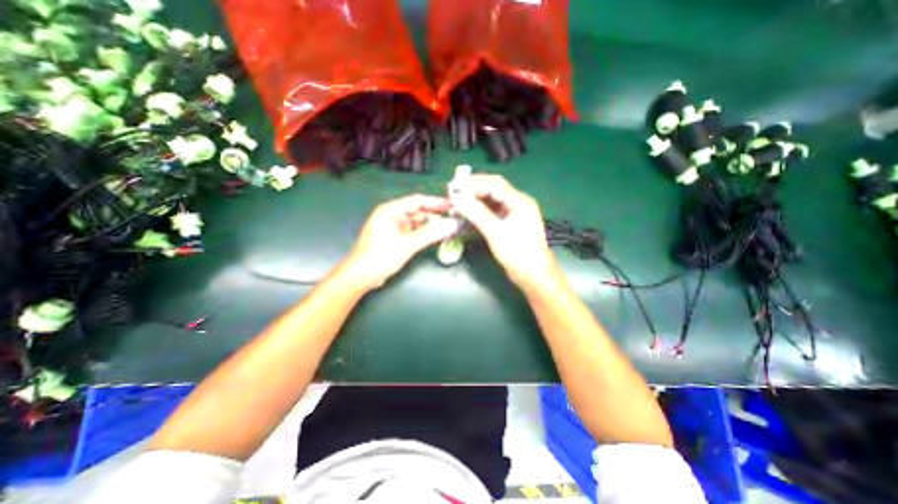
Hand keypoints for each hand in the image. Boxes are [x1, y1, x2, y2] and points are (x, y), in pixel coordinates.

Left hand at [343, 197, 457, 290]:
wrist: (361, 276)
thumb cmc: (381, 257)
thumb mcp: (407, 244)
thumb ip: (430, 234)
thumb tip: (452, 224)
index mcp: (391, 210)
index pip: (417, 201)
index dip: (436, 202)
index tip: (453, 205)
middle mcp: (392, 215)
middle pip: (418, 211)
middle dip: (435, 215)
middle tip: (454, 218)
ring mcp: (393, 227)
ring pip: (416, 222)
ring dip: (431, 225)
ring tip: (448, 227)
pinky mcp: (395, 238)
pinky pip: (413, 231)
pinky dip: (424, 233)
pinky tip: (435, 236)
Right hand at [456, 174, 559, 288]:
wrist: (533, 275)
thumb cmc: (518, 254)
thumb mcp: (496, 233)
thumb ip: (477, 214)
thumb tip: (457, 199)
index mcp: (519, 201)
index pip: (494, 184)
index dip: (473, 184)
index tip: (454, 188)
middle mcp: (517, 202)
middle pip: (493, 188)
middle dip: (473, 188)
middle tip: (453, 190)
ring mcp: (513, 213)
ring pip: (491, 199)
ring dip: (475, 198)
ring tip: (457, 200)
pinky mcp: (508, 223)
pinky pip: (491, 210)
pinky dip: (479, 209)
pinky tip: (468, 211)